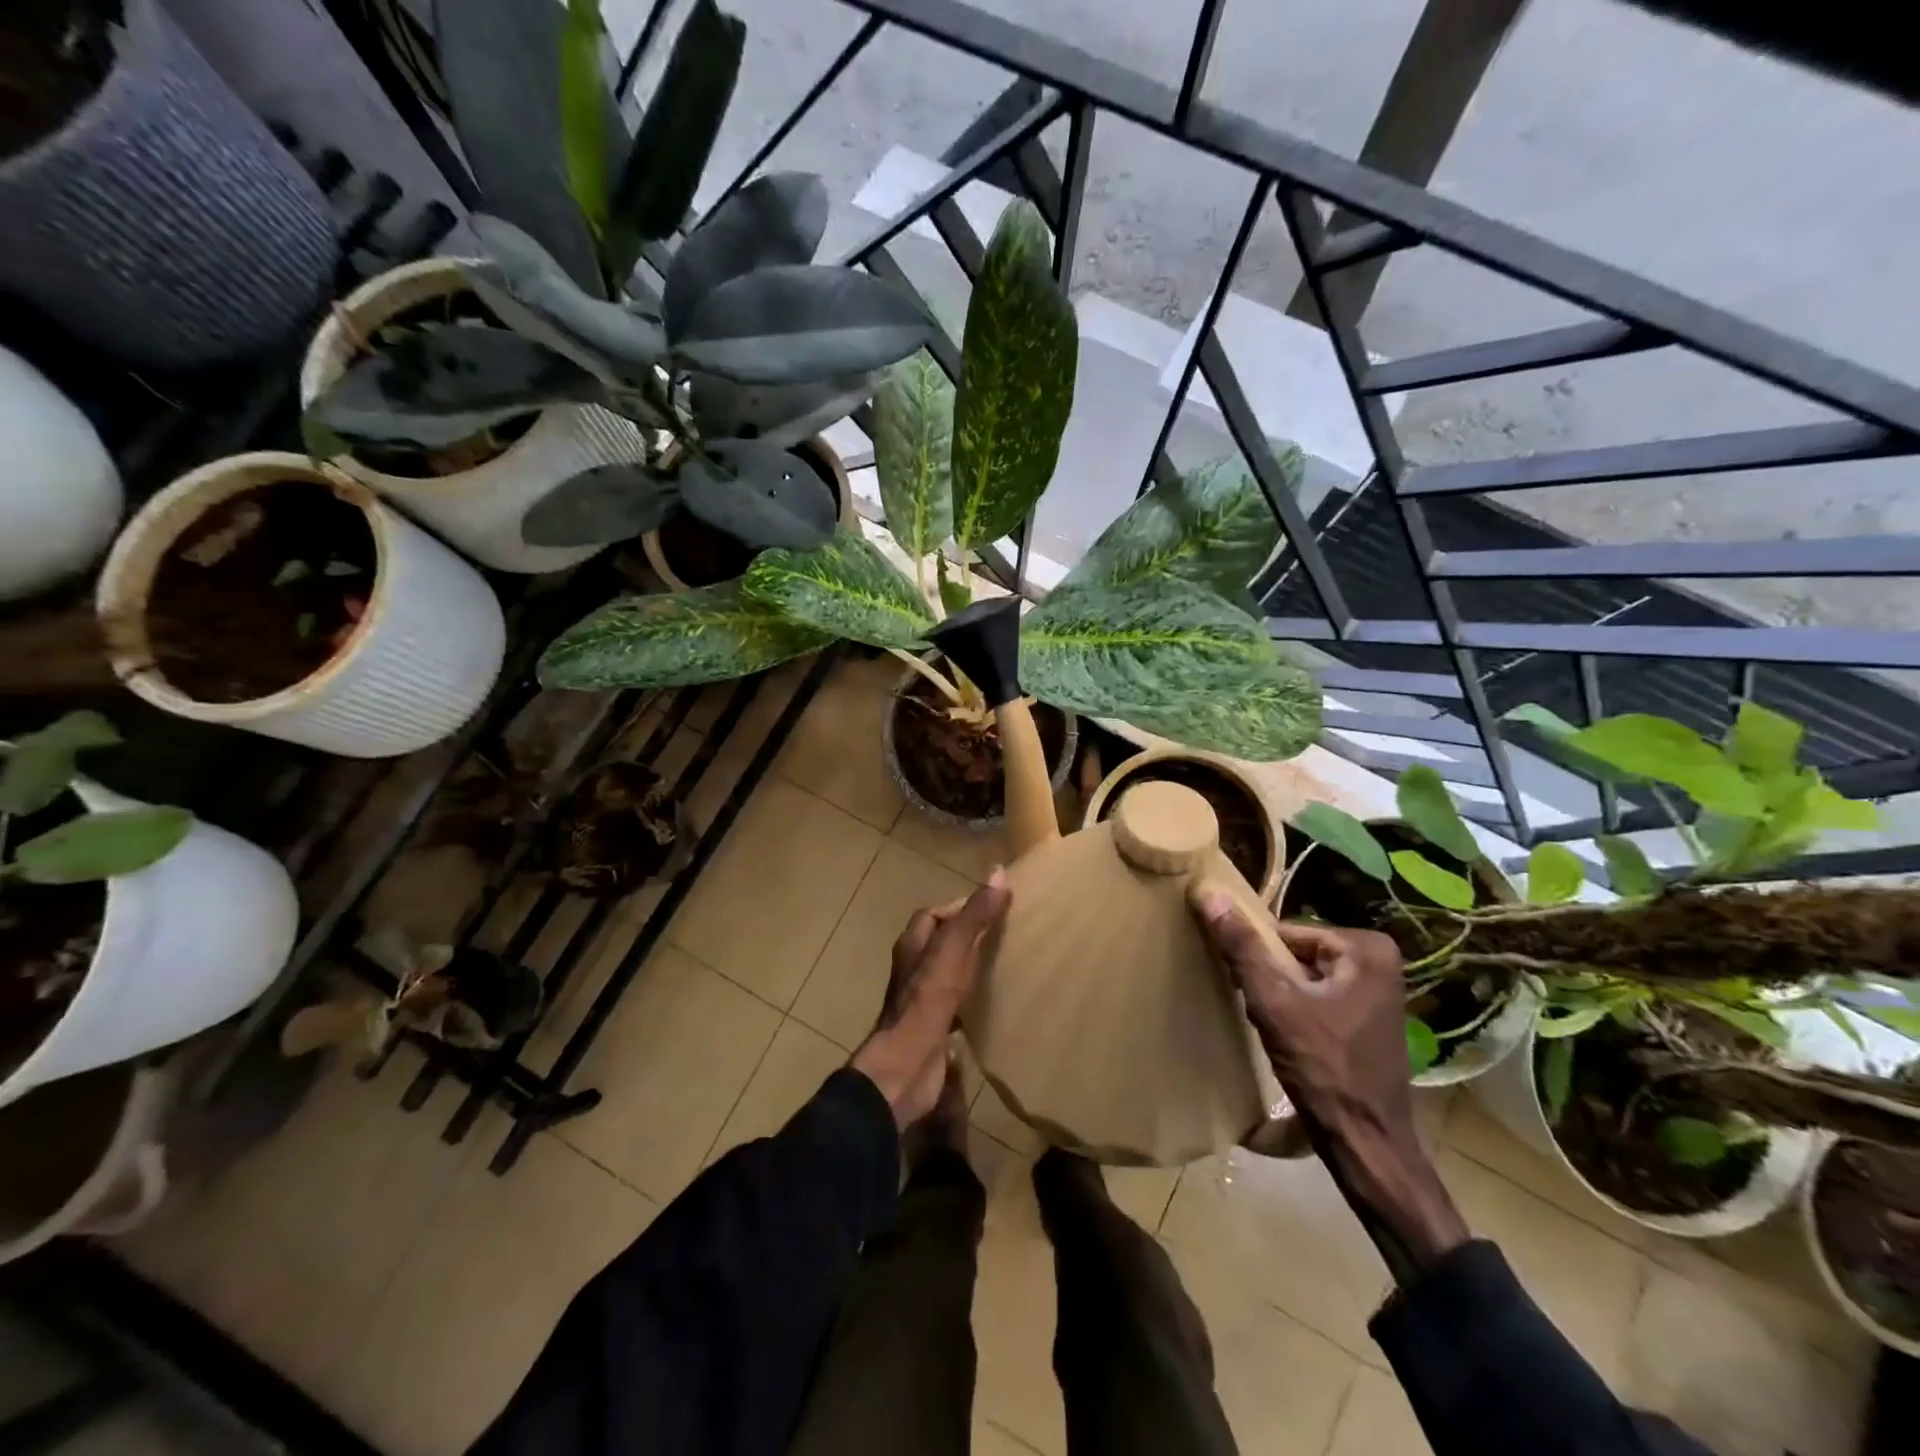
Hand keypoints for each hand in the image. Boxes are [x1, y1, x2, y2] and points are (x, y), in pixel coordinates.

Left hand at [852, 869, 1009, 1128]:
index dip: (963, 908)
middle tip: (1007, 934)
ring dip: (973, 966)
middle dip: (971, 936)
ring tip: (1007, 963)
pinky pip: (958, 1002)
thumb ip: (974, 915)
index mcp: (913, 945)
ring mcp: (923, 998)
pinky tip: (996, 1000)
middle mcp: (915, 968)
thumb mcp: (953, 951)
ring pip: (951, 972)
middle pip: (943, 942)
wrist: (907, 1067)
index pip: (936, 914)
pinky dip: (975, 996)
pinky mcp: (935, 1025)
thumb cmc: (926, 1001)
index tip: (995, 909)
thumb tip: (999, 872)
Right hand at [1196, 909, 1413, 1146]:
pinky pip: (1318, 997)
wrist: (1365, 1144)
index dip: (1260, 958)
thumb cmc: (1323, 1068)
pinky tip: (1288, 1039)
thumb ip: (1242, 947)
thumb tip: (1208, 892)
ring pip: (1303, 977)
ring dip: (1280, 996)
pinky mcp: (1369, 1018)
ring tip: (1273, 1027)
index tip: (1249, 988)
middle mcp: (1380, 961)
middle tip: (1261, 1011)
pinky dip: (1297, 1012)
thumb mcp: (1274, 1002)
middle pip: (1296, 953)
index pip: (1286, 933)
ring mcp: (1378, 992)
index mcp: (1366, 948)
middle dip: (1271, 978)